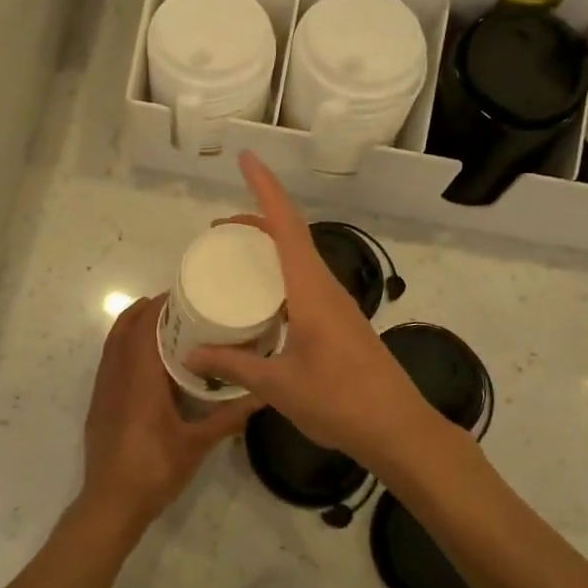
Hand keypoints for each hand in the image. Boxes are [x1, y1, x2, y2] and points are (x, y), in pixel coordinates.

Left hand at [79, 293, 258, 536]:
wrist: (111, 504)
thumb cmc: (155, 470)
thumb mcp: (197, 445)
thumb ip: (228, 417)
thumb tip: (262, 395)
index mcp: (141, 380)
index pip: (144, 328)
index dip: (158, 307)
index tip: (181, 294)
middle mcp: (117, 376)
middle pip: (124, 329)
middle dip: (145, 311)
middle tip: (176, 306)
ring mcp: (103, 390)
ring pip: (112, 344)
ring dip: (131, 327)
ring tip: (161, 325)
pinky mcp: (98, 404)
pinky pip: (108, 362)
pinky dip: (123, 347)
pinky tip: (145, 362)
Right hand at [185, 153, 440, 474]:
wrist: (398, 429)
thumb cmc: (339, 401)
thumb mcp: (278, 385)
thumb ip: (233, 364)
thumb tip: (190, 352)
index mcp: (311, 290)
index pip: (286, 225)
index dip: (265, 188)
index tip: (246, 158)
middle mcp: (325, 287)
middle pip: (292, 235)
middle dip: (257, 219)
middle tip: (218, 229)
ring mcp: (336, 304)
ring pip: (300, 258)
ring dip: (270, 246)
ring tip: (234, 257)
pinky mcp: (340, 322)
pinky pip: (304, 281)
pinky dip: (280, 274)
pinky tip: (263, 299)